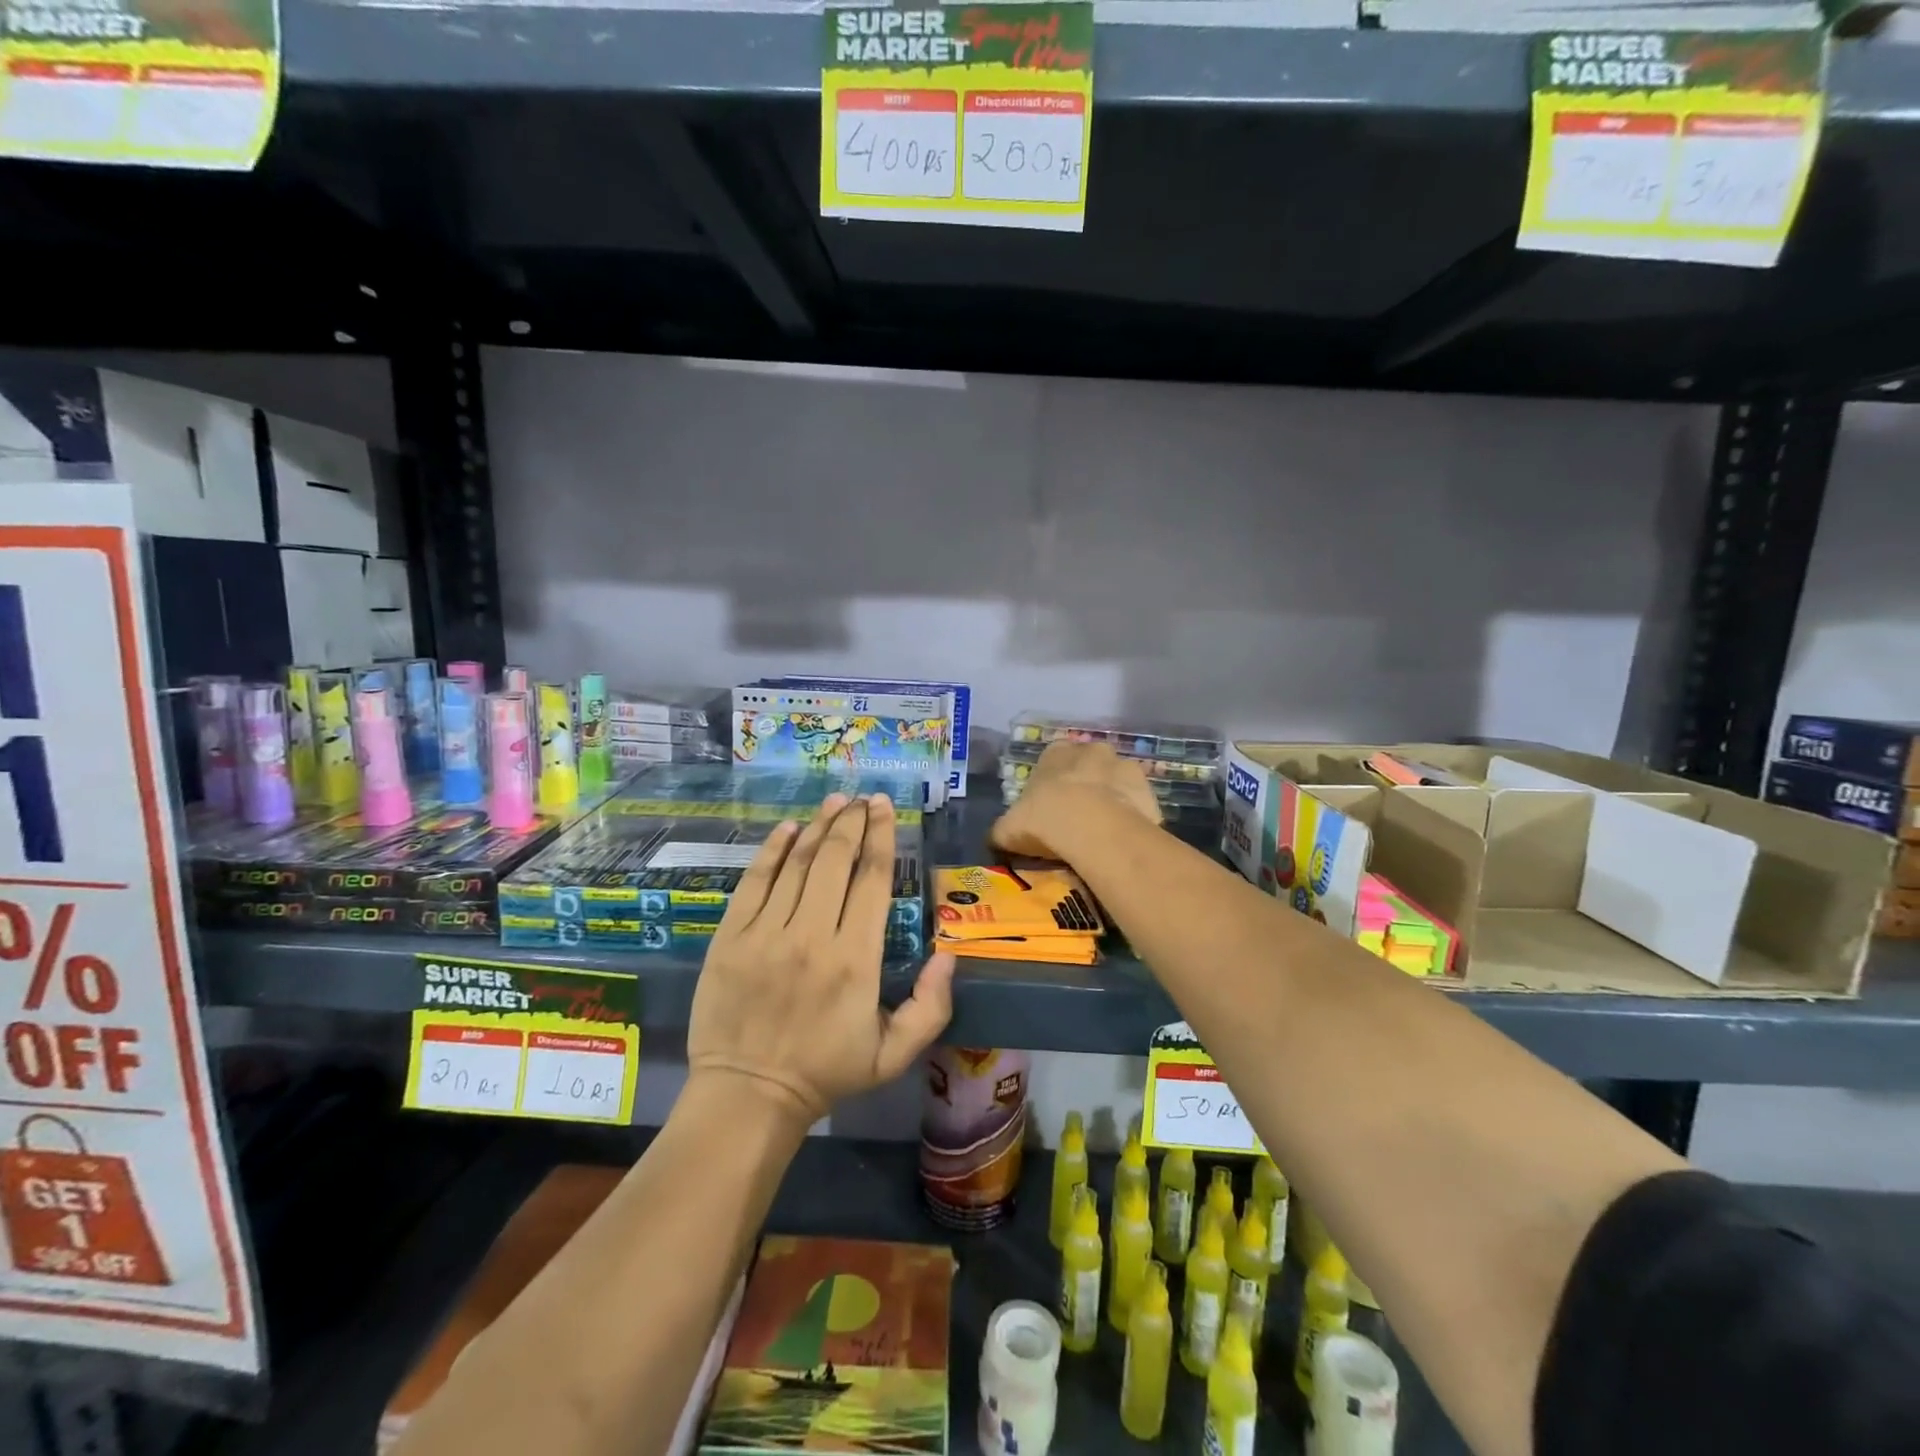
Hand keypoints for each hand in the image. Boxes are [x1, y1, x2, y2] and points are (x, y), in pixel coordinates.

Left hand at [688, 793, 954, 1127]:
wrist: (748, 1095)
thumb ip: (931, 1006)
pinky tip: (787, 829)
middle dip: (852, 822)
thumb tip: (948, 952)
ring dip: (817, 826)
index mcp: (856, 959)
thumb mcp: (894, 1054)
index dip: (881, 837)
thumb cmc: (827, 1072)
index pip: (873, 880)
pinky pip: (755, 881)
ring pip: (797, 864)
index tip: (885, 808)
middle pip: (835, 860)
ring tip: (833, 802)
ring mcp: (767, 933)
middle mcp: (812, 935)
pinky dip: (772, 850)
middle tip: (862, 799)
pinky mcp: (731, 937)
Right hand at [991, 741, 1160, 860]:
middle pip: (1087, 768)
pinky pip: (1136, 804)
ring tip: (1100, 833)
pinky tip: (1120, 839)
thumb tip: (1000, 837)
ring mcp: (1124, 766)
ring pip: (1114, 783)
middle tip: (1076, 820)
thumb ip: (1004, 828)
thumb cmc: (1045, 819)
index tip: (1049, 809)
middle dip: (1083, 787)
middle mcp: (1091, 750)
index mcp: (1056, 752)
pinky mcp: (1148, 790)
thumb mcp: (1008, 828)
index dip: (1051, 786)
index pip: (1052, 761)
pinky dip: (1130, 817)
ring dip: (1109, 800)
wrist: (1095, 829)